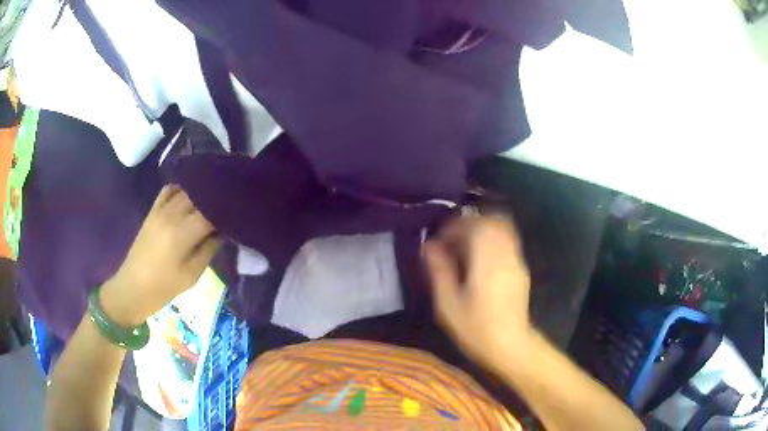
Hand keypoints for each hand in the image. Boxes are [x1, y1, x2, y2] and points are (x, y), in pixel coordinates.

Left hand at [100, 185, 219, 326]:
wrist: (133, 287)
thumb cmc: (164, 287)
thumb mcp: (192, 275)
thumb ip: (209, 249)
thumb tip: (224, 231)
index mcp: (182, 233)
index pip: (211, 212)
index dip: (227, 209)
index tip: (241, 211)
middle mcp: (171, 214)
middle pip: (199, 195)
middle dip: (216, 197)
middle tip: (231, 203)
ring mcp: (160, 210)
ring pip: (185, 189)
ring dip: (201, 191)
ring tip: (214, 198)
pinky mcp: (152, 211)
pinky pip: (169, 190)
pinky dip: (182, 189)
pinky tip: (190, 196)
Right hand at [424, 215, 531, 370]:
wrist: (510, 345)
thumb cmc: (476, 328)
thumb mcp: (448, 304)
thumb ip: (439, 271)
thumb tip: (428, 246)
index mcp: (487, 260)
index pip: (473, 225)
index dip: (454, 227)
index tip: (439, 240)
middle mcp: (505, 254)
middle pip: (491, 221)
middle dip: (469, 223)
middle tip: (451, 240)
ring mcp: (516, 260)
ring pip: (502, 228)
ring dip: (482, 229)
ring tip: (464, 247)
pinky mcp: (521, 268)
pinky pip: (507, 240)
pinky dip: (492, 239)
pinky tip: (480, 258)